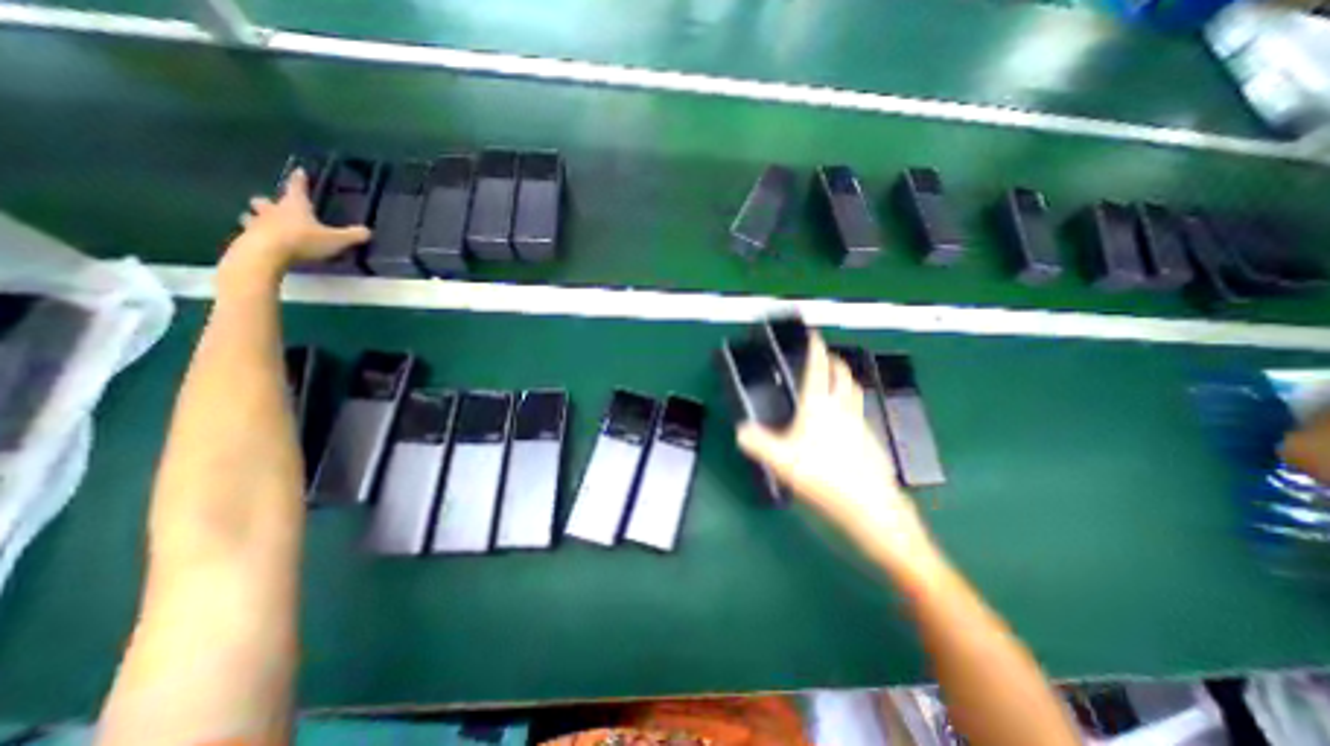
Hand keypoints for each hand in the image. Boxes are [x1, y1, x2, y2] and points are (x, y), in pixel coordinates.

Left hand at [219, 168, 368, 280]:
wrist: (266, 253)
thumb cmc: (302, 240)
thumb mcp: (336, 240)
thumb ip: (352, 235)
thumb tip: (367, 231)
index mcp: (294, 206)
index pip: (297, 188)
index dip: (299, 180)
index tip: (298, 171)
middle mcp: (273, 210)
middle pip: (265, 201)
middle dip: (268, 202)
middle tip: (272, 206)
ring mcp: (256, 223)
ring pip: (251, 215)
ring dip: (255, 217)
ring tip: (262, 224)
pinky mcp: (247, 238)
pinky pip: (249, 233)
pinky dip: (254, 235)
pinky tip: (262, 243)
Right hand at [732, 334, 937, 573]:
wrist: (871, 506)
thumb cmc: (824, 477)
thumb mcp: (782, 461)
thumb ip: (758, 443)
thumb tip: (740, 430)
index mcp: (820, 406)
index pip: (818, 369)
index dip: (816, 349)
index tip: (814, 335)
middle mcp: (842, 408)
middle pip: (842, 375)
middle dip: (833, 361)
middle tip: (824, 356)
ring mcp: (860, 423)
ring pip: (854, 390)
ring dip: (845, 378)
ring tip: (837, 378)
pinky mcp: (870, 440)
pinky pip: (860, 410)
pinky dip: (852, 401)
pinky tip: (846, 416)